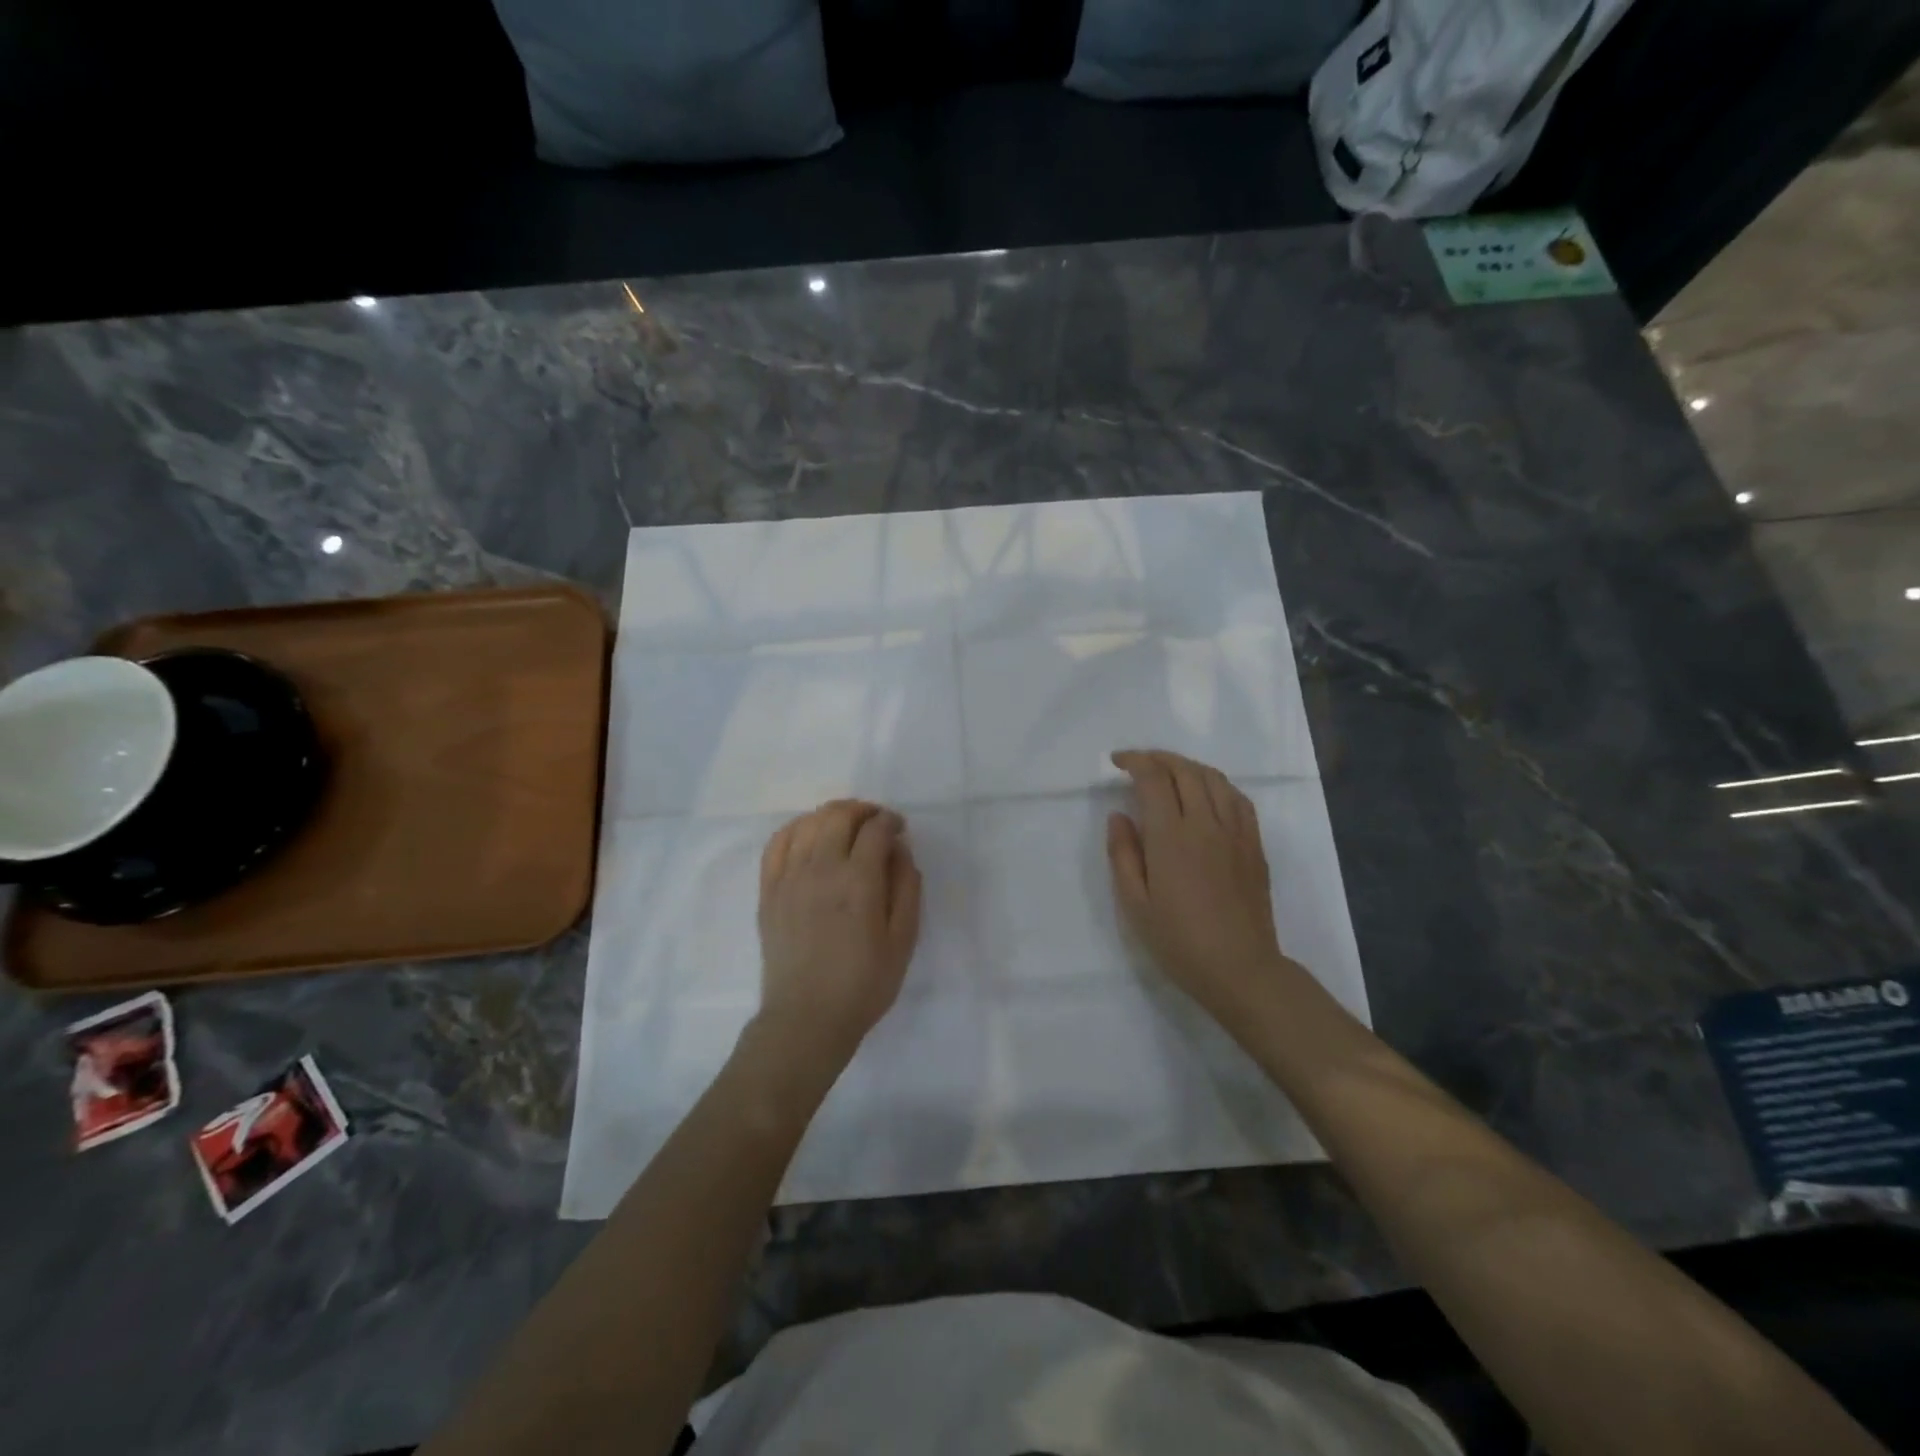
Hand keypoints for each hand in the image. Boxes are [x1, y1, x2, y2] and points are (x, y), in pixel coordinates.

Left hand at [756, 799, 922, 1066]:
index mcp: (859, 881)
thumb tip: (899, 850)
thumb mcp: (903, 940)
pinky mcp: (769, 890)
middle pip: (839, 815)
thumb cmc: (864, 983)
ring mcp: (789, 877)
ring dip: (832, 814)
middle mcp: (822, 869)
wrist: (807, 1018)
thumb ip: (907, 887)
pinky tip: (809, 834)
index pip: (876, 829)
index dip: (891, 821)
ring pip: (809, 823)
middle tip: (876, 822)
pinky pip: (778, 842)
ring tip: (846, 825)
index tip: (899, 829)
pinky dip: (796, 828)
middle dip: (863, 810)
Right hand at [1107, 750, 1291, 1025]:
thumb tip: (1119, 816)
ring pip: (1215, 779)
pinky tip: (1208, 793)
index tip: (1117, 762)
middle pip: (1185, 770)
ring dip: (1188, 766)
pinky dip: (1218, 785)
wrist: (1240, 969)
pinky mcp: (1254, 846)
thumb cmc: (1179, 941)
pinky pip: (1239, 799)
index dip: (1134, 761)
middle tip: (1139, 762)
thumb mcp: (1134, 904)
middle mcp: (1206, 824)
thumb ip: (1123, 854)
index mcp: (1171, 836)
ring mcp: (1235, 833)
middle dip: (1159, 758)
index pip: (1153, 779)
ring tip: (1170, 771)